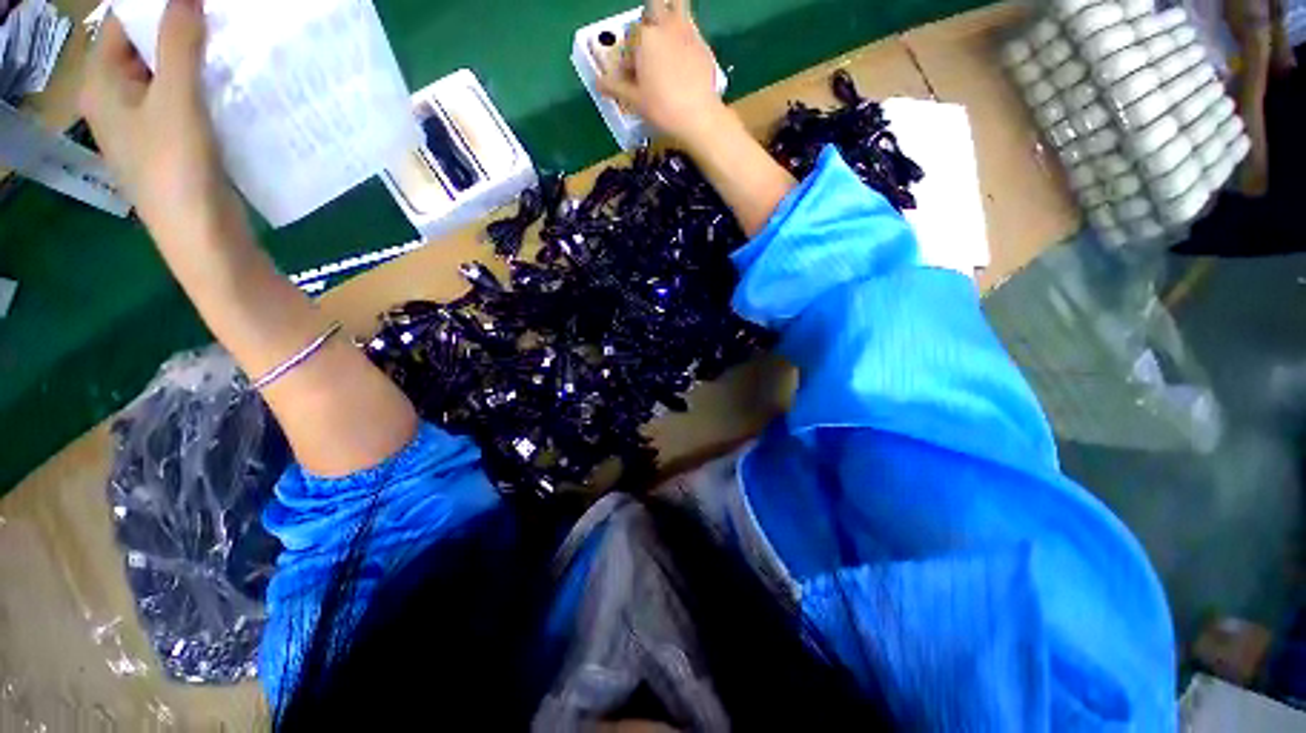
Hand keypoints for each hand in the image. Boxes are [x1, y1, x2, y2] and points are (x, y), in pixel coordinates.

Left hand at [80, 0, 238, 243]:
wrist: (203, 237)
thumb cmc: (176, 170)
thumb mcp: (175, 100)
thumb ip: (178, 44)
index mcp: (102, 83)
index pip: (124, 23)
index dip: (159, 6)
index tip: (199, 4)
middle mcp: (117, 98)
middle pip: (146, 46)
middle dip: (182, 29)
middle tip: (222, 19)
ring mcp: (146, 122)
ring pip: (169, 74)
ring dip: (198, 59)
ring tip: (233, 48)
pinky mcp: (173, 141)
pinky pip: (186, 99)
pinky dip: (206, 86)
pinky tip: (232, 84)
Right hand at [595, 0, 727, 146]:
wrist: (698, 116)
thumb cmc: (663, 108)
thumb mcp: (634, 100)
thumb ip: (614, 86)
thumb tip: (598, 82)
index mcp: (644, 37)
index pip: (629, 38)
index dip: (627, 55)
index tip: (630, 74)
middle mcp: (665, 26)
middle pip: (653, 7)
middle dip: (647, 22)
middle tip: (646, 43)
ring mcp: (686, 32)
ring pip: (677, 4)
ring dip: (668, 10)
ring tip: (664, 32)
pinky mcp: (702, 43)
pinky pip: (691, 26)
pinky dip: (684, 33)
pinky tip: (683, 53)